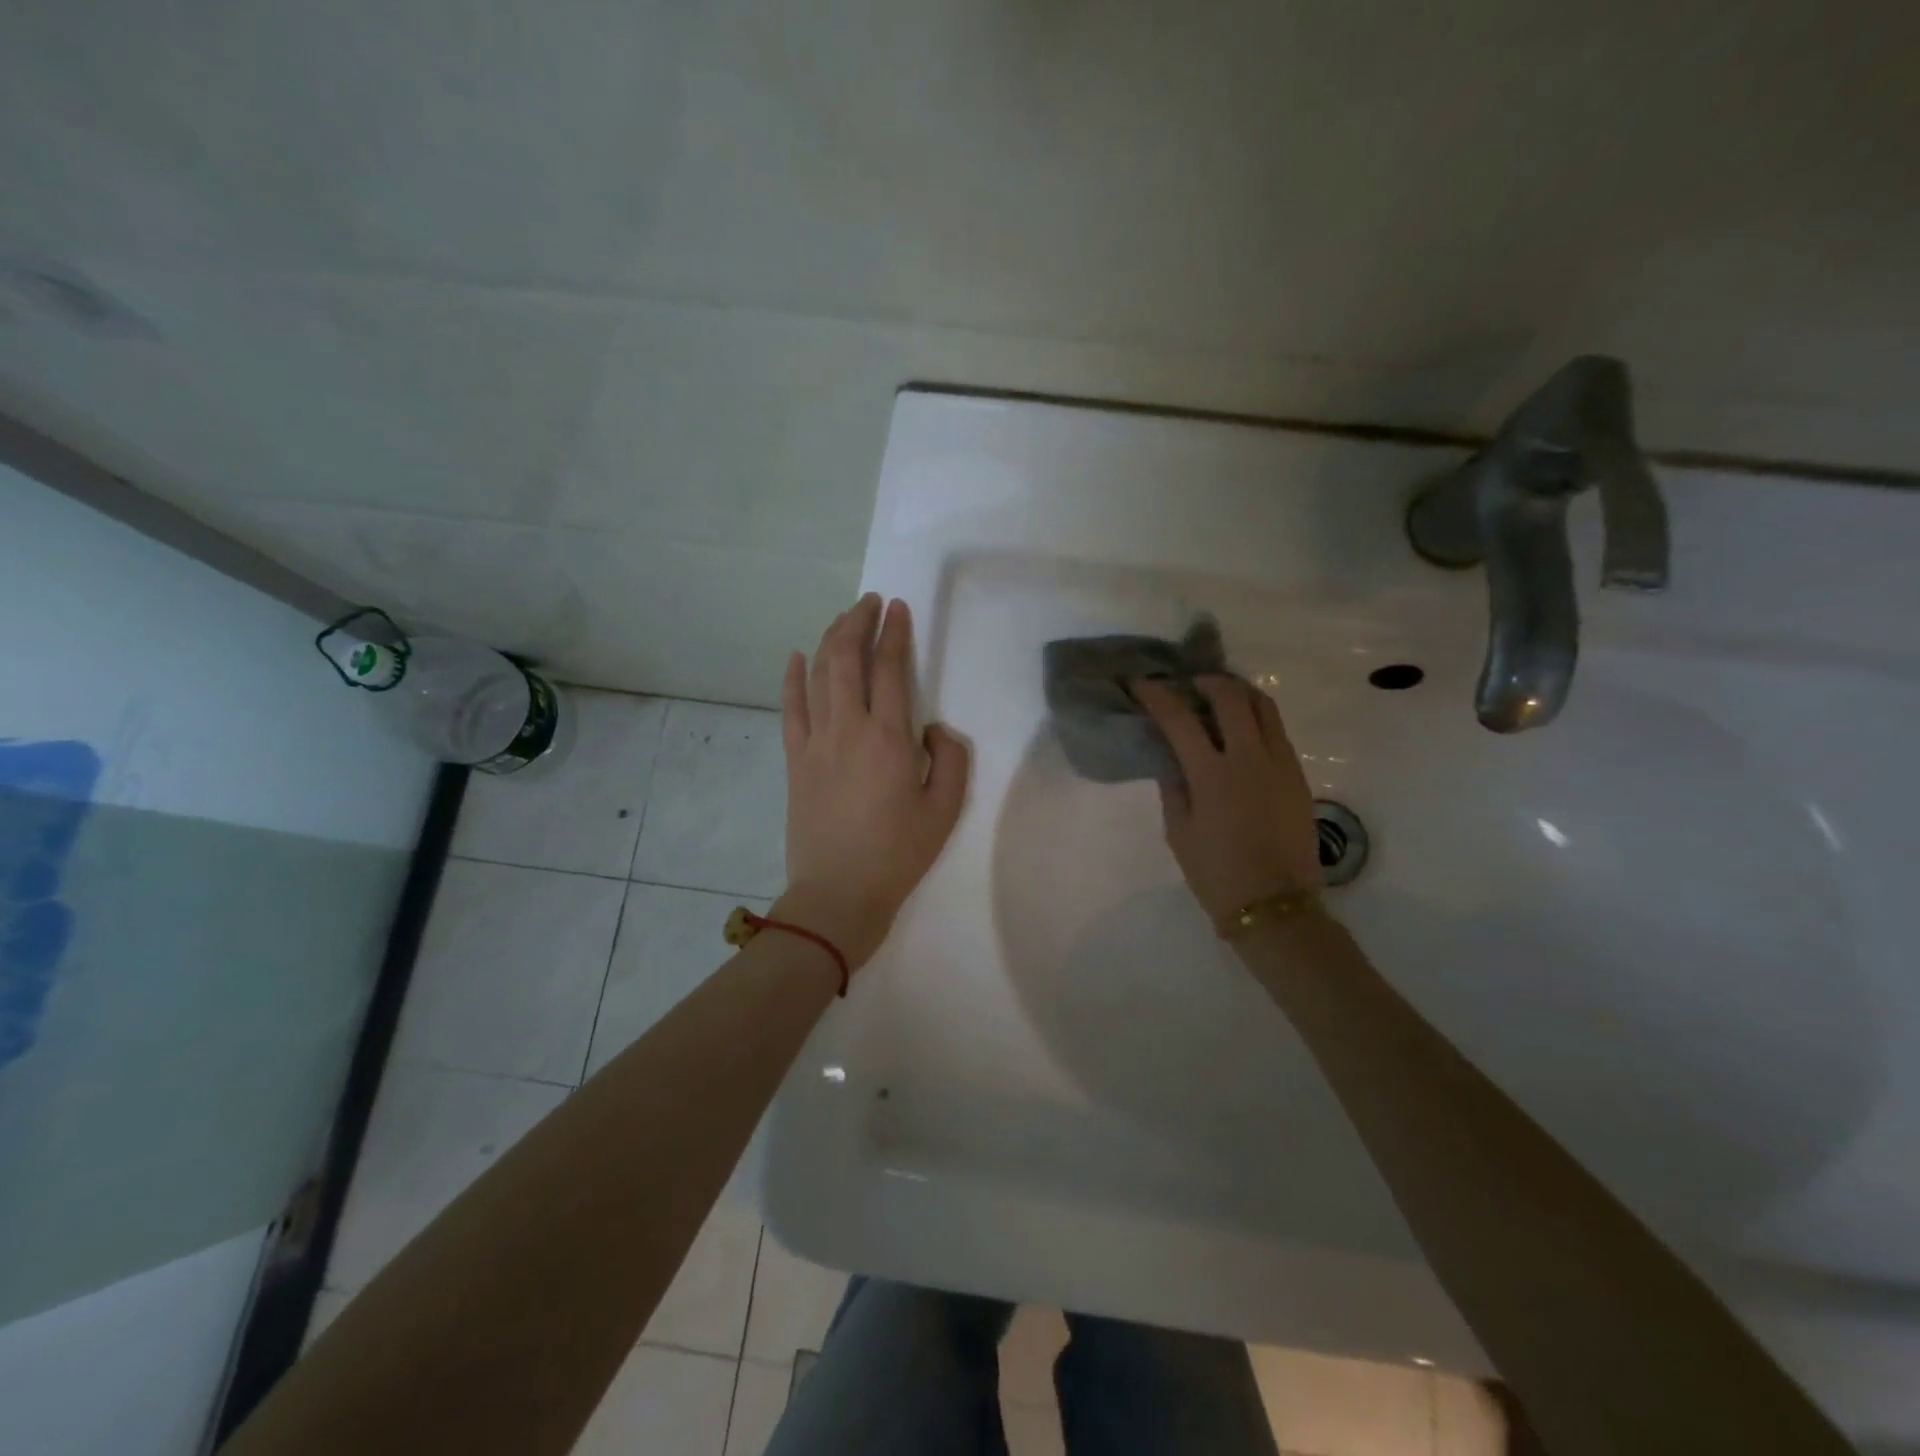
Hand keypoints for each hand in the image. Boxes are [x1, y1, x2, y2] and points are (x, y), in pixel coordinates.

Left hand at [777, 594, 970, 969]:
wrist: (839, 893)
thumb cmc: (898, 853)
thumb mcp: (945, 810)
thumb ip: (952, 758)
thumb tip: (934, 727)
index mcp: (889, 738)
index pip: (890, 669)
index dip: (894, 634)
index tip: (898, 608)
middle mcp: (848, 728)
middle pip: (848, 659)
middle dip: (858, 622)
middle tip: (870, 602)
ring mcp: (815, 742)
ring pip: (819, 675)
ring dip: (830, 640)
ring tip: (843, 618)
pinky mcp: (795, 760)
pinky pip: (790, 709)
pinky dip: (793, 678)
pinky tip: (797, 657)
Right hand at [1133, 675, 1320, 924]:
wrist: (1274, 905)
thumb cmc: (1215, 873)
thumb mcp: (1178, 831)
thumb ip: (1173, 786)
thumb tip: (1170, 756)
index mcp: (1212, 775)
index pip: (1179, 718)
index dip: (1157, 695)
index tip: (1142, 684)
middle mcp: (1249, 758)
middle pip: (1230, 696)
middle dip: (1206, 681)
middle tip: (1189, 684)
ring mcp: (1280, 763)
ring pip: (1263, 705)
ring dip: (1238, 691)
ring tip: (1220, 695)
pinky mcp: (1298, 774)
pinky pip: (1277, 730)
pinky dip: (1257, 717)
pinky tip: (1242, 729)